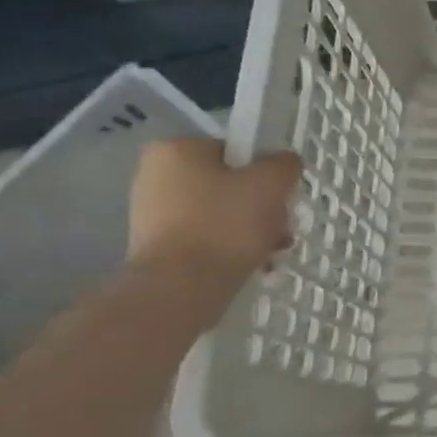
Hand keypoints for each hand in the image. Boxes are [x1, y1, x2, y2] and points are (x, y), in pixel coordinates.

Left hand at [128, 139, 301, 284]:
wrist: (181, 287)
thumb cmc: (225, 224)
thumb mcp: (271, 183)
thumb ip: (284, 164)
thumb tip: (283, 164)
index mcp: (176, 149)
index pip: (235, 152)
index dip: (264, 174)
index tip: (280, 199)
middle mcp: (155, 175)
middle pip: (230, 185)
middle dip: (261, 208)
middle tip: (280, 230)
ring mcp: (152, 213)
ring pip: (221, 214)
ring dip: (251, 230)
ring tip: (271, 253)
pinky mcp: (156, 246)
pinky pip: (205, 238)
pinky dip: (229, 248)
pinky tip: (251, 266)